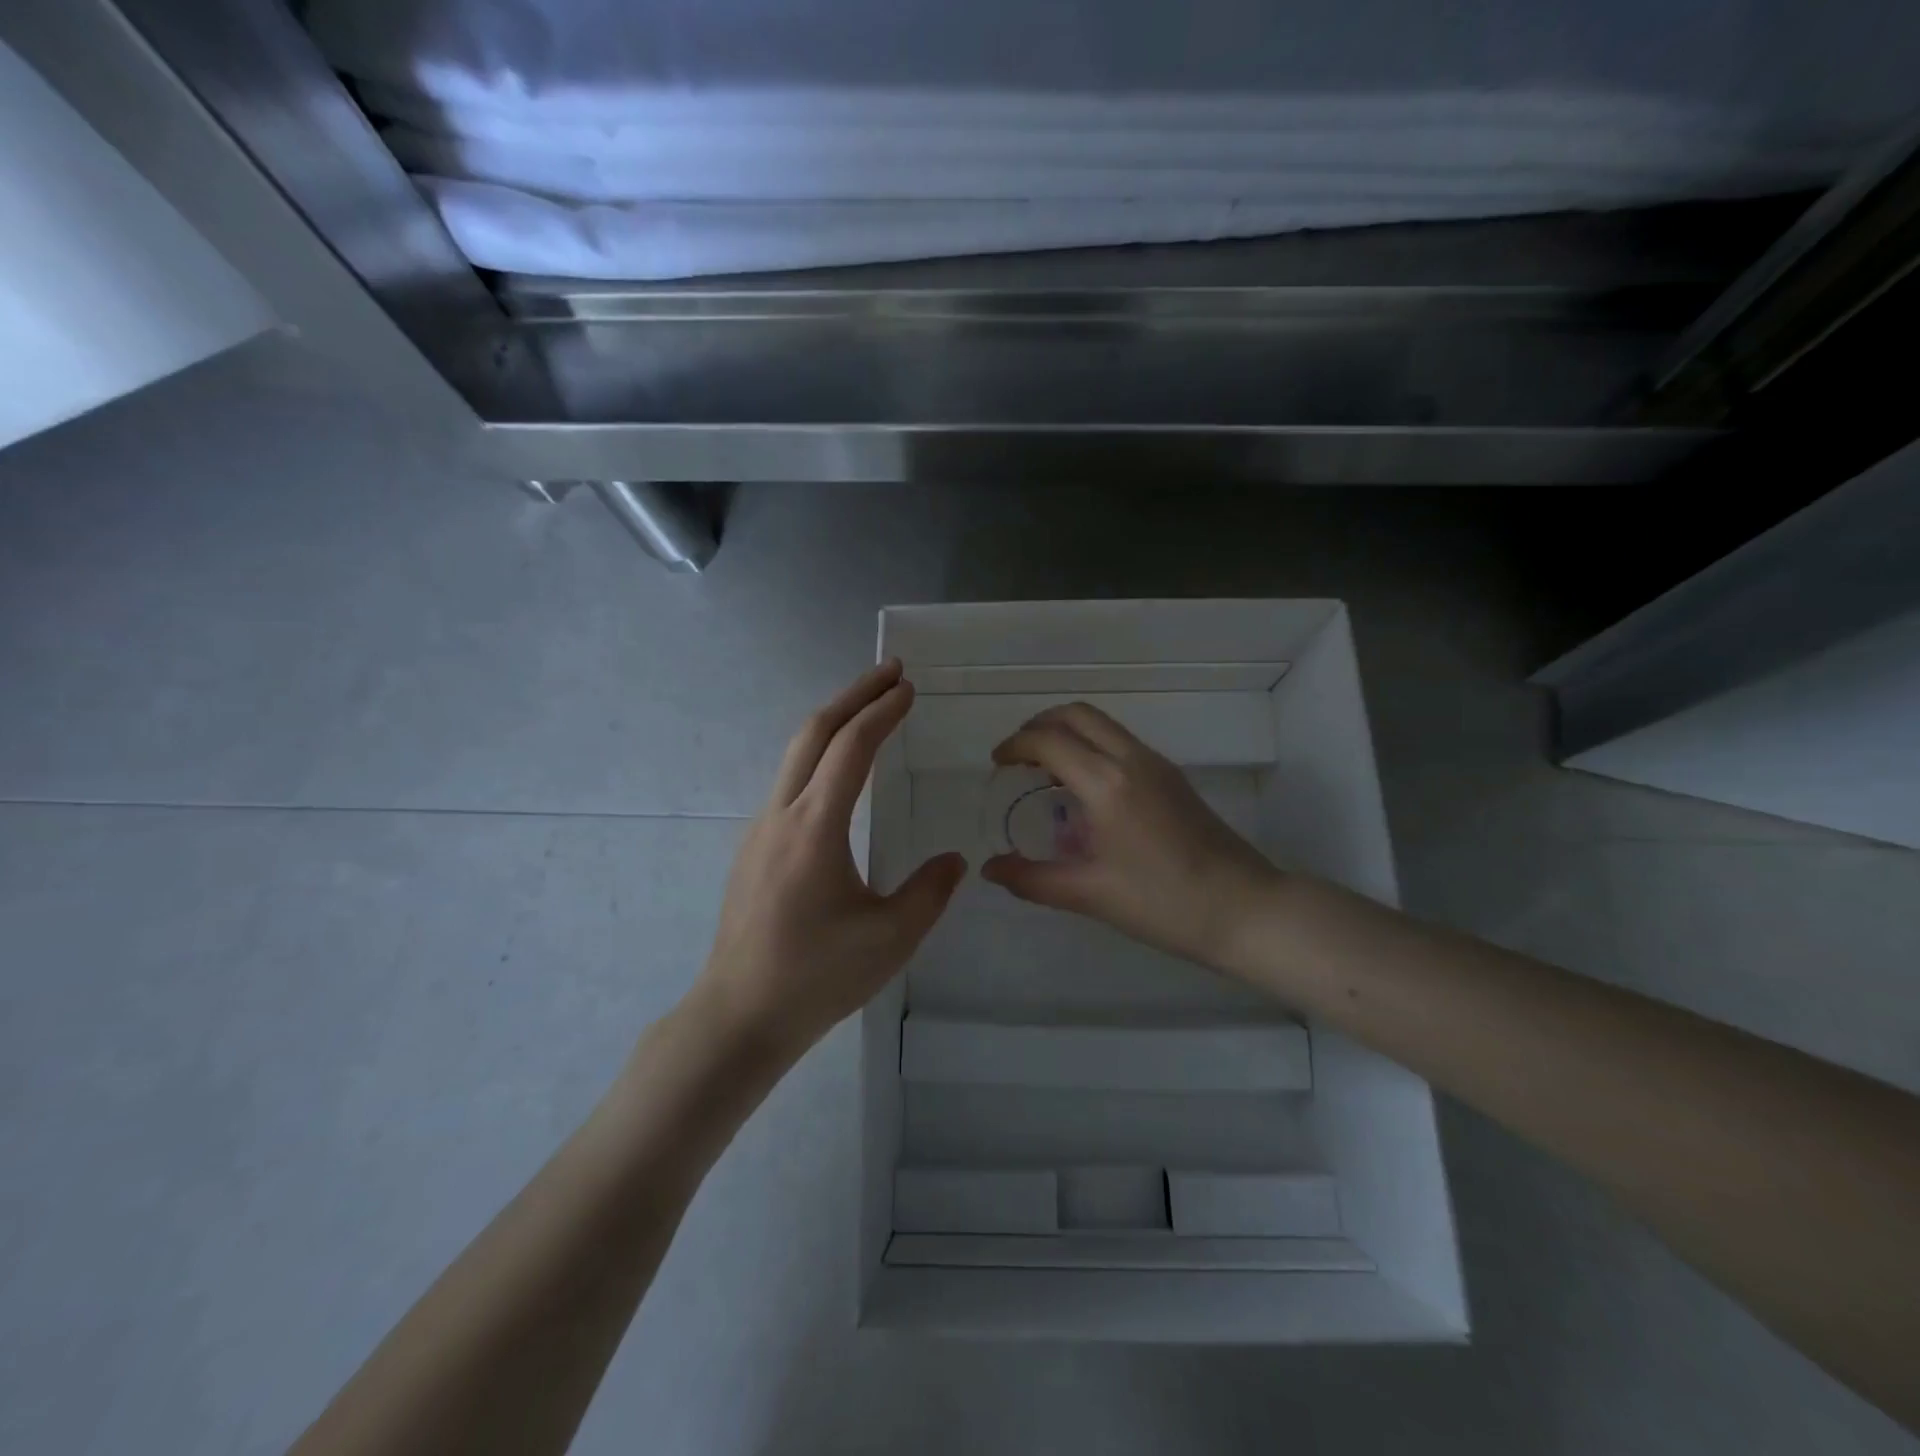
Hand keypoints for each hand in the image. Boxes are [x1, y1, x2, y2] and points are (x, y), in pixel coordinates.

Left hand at [691, 661, 965, 1059]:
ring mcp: (760, 830)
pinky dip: (820, 756)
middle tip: (890, 673)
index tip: (908, 687)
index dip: (882, 711)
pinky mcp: (753, 849)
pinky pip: (789, 783)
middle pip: (814, 732)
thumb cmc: (817, 976)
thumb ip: (930, 891)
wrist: (739, 1015)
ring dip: (834, 723)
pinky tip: (840, 774)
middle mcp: (782, 814)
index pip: (851, 747)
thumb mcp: (891, 938)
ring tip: (870, 711)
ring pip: (795, 754)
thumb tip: (955, 859)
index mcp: (815, 827)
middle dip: (853, 695)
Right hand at [982, 703, 1281, 971]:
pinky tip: (1084, 786)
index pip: (1049, 741)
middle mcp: (1131, 759)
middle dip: (1040, 724)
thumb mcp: (1091, 894)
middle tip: (1017, 755)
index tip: (996, 763)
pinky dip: (1091, 744)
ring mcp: (1157, 764)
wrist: (1244, 908)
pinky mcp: (1172, 776)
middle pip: (1077, 714)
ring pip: (1102, 724)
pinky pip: (1120, 741)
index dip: (1016, 745)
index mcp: (1107, 783)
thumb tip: (990, 869)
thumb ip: (1033, 879)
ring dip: (1067, 731)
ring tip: (1044, 767)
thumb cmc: (1164, 903)